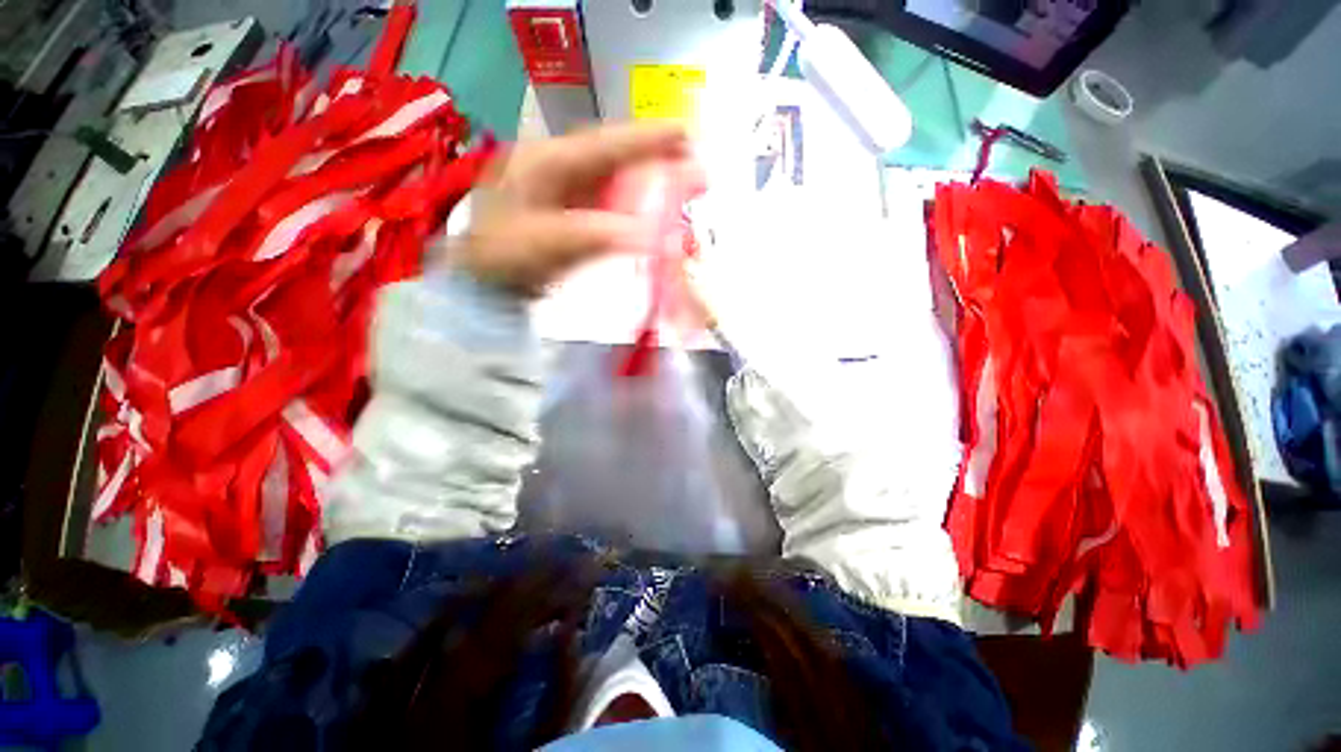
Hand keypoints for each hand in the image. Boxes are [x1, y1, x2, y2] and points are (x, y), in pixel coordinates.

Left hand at [453, 122, 701, 297]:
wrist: (480, 277)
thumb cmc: (501, 255)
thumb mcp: (544, 243)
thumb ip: (594, 234)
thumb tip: (648, 234)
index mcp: (549, 162)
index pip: (607, 144)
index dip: (648, 139)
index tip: (687, 136)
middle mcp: (561, 167)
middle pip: (617, 157)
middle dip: (658, 160)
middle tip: (695, 169)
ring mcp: (567, 189)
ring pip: (617, 180)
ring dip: (651, 184)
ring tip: (683, 190)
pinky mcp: (572, 211)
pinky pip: (611, 204)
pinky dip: (635, 209)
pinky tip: (653, 216)